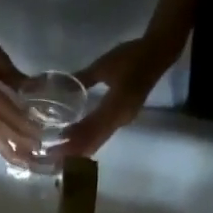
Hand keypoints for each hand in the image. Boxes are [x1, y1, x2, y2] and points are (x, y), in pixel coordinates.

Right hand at [0, 19, 38, 166]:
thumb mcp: (1, 60)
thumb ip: (17, 79)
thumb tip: (37, 93)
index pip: (4, 111)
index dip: (21, 124)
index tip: (38, 135)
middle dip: (17, 142)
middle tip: (35, 154)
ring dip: (7, 150)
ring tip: (23, 163)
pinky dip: (0, 142)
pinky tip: (10, 151)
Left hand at [52, 35, 181, 160]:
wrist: (158, 54)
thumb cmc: (131, 57)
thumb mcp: (104, 66)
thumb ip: (83, 78)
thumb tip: (60, 88)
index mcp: (116, 107)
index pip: (90, 130)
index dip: (72, 140)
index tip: (54, 149)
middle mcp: (120, 119)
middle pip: (94, 141)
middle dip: (74, 151)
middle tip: (53, 158)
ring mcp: (123, 120)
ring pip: (99, 141)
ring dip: (81, 149)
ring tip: (61, 156)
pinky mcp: (123, 118)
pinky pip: (103, 135)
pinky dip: (89, 141)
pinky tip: (76, 143)